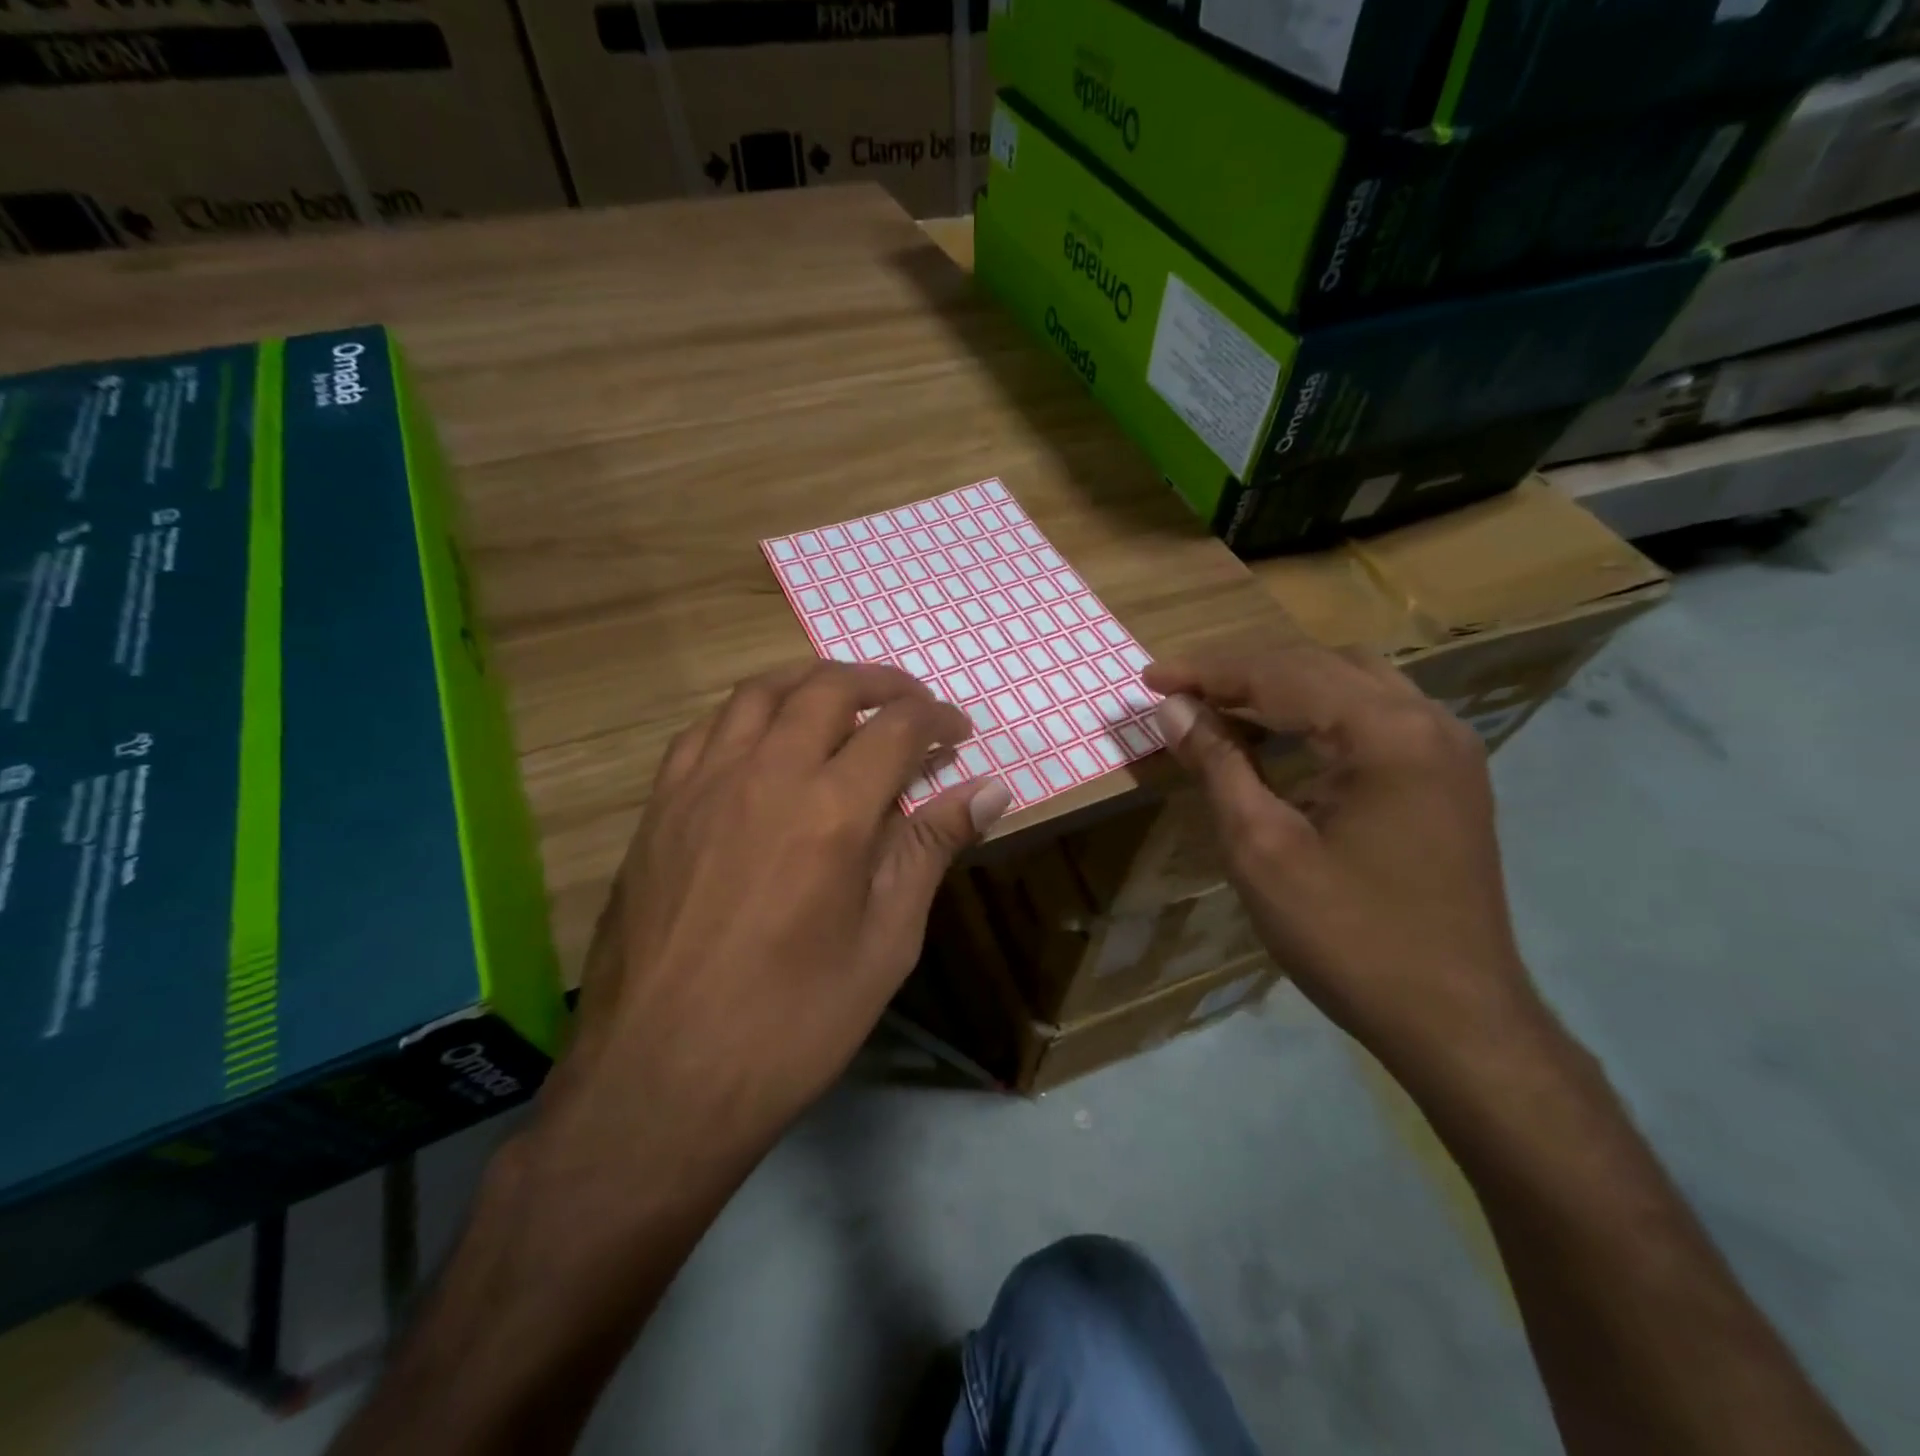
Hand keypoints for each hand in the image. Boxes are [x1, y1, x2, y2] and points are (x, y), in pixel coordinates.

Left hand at [534, 661, 1011, 1192]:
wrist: (662, 1079)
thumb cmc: (794, 1022)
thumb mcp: (886, 942)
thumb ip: (931, 851)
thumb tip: (991, 790)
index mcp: (831, 810)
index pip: (897, 727)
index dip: (937, 719)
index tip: (958, 732)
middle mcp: (764, 774)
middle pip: (828, 687)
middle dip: (882, 683)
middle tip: (912, 705)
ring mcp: (702, 785)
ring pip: (760, 693)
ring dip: (812, 682)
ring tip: (844, 703)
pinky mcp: (659, 807)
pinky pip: (708, 730)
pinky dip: (750, 715)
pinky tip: (765, 743)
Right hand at [1143, 647, 1537, 1074]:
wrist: (1455, 1022)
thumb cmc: (1348, 938)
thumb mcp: (1262, 849)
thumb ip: (1218, 765)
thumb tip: (1174, 710)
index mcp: (1386, 733)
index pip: (1281, 675)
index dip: (1207, 673)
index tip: (1149, 678)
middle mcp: (1427, 721)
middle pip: (1318, 666)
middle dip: (1241, 673)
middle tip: (1178, 691)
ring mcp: (1447, 747)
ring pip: (1350, 683)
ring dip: (1281, 686)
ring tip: (1219, 705)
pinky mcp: (1449, 776)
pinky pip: (1374, 714)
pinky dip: (1318, 711)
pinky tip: (1282, 735)